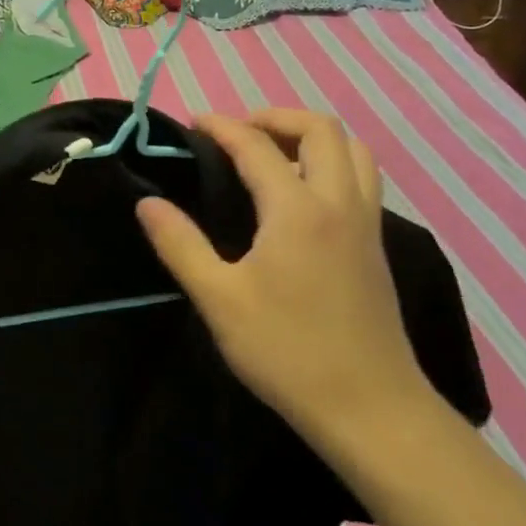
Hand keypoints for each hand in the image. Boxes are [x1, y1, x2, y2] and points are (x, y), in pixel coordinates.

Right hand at [135, 110, 435, 442]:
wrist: (370, 408)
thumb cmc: (287, 351)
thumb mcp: (219, 300)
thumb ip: (180, 244)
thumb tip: (148, 203)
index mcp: (298, 210)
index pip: (257, 146)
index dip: (222, 126)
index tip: (194, 122)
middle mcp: (339, 203)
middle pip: (320, 129)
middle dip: (276, 117)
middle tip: (239, 133)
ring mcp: (366, 224)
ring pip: (353, 150)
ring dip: (312, 137)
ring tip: (275, 154)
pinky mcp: (377, 246)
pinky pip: (362, 178)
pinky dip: (332, 163)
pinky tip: (303, 196)